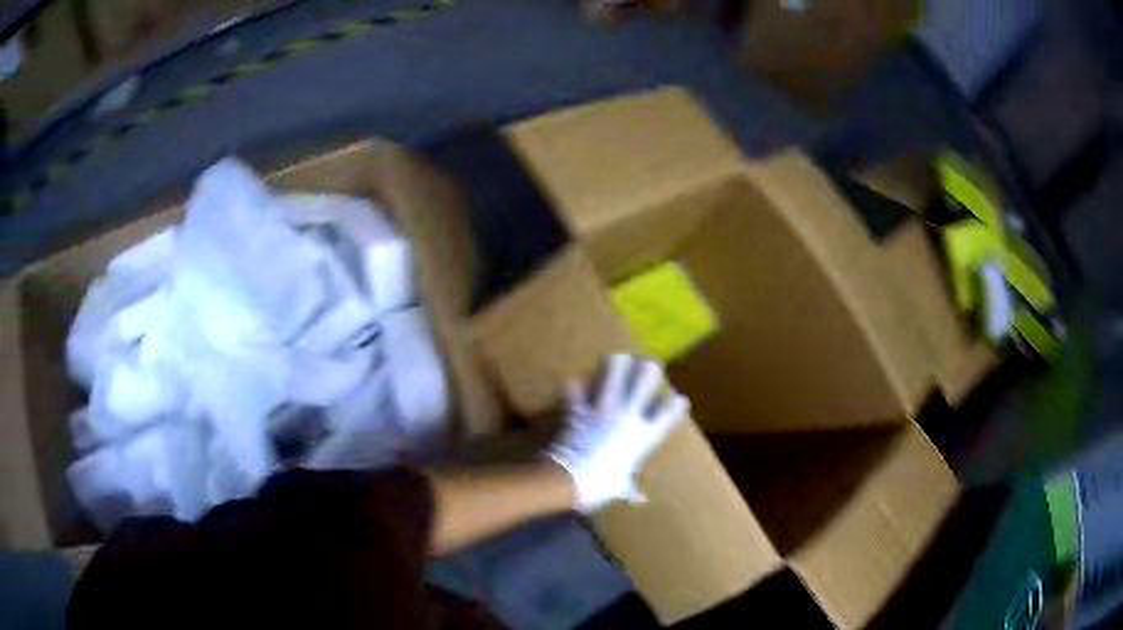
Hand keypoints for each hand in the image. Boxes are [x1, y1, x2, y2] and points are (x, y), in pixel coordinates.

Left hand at [548, 354, 688, 512]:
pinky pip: (575, 394)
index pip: (665, 417)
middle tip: (650, 363)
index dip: (675, 407)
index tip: (681, 398)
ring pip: (611, 379)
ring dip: (614, 366)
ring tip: (617, 356)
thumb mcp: (620, 489)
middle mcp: (627, 418)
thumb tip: (641, 500)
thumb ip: (631, 491)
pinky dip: (574, 387)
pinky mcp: (580, 410)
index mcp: (642, 437)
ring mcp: (603, 411)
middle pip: (642, 386)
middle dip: (648, 372)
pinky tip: (573, 379)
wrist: (572, 479)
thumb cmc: (600, 486)